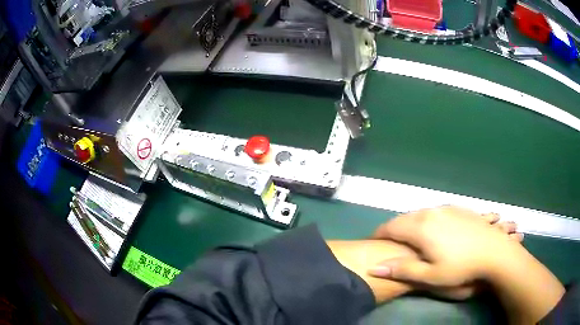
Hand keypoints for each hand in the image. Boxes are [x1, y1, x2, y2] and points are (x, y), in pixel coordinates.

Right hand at [368, 206, 563, 323]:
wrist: (495, 251)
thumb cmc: (461, 267)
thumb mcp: (430, 275)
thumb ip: (402, 270)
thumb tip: (374, 267)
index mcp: (422, 227)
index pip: (391, 227)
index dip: (379, 235)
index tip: (372, 243)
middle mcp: (431, 213)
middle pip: (405, 218)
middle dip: (394, 229)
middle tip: (390, 243)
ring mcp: (447, 209)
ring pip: (421, 213)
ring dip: (411, 224)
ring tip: (410, 237)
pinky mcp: (459, 209)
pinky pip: (437, 211)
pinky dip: (428, 219)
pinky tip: (434, 227)